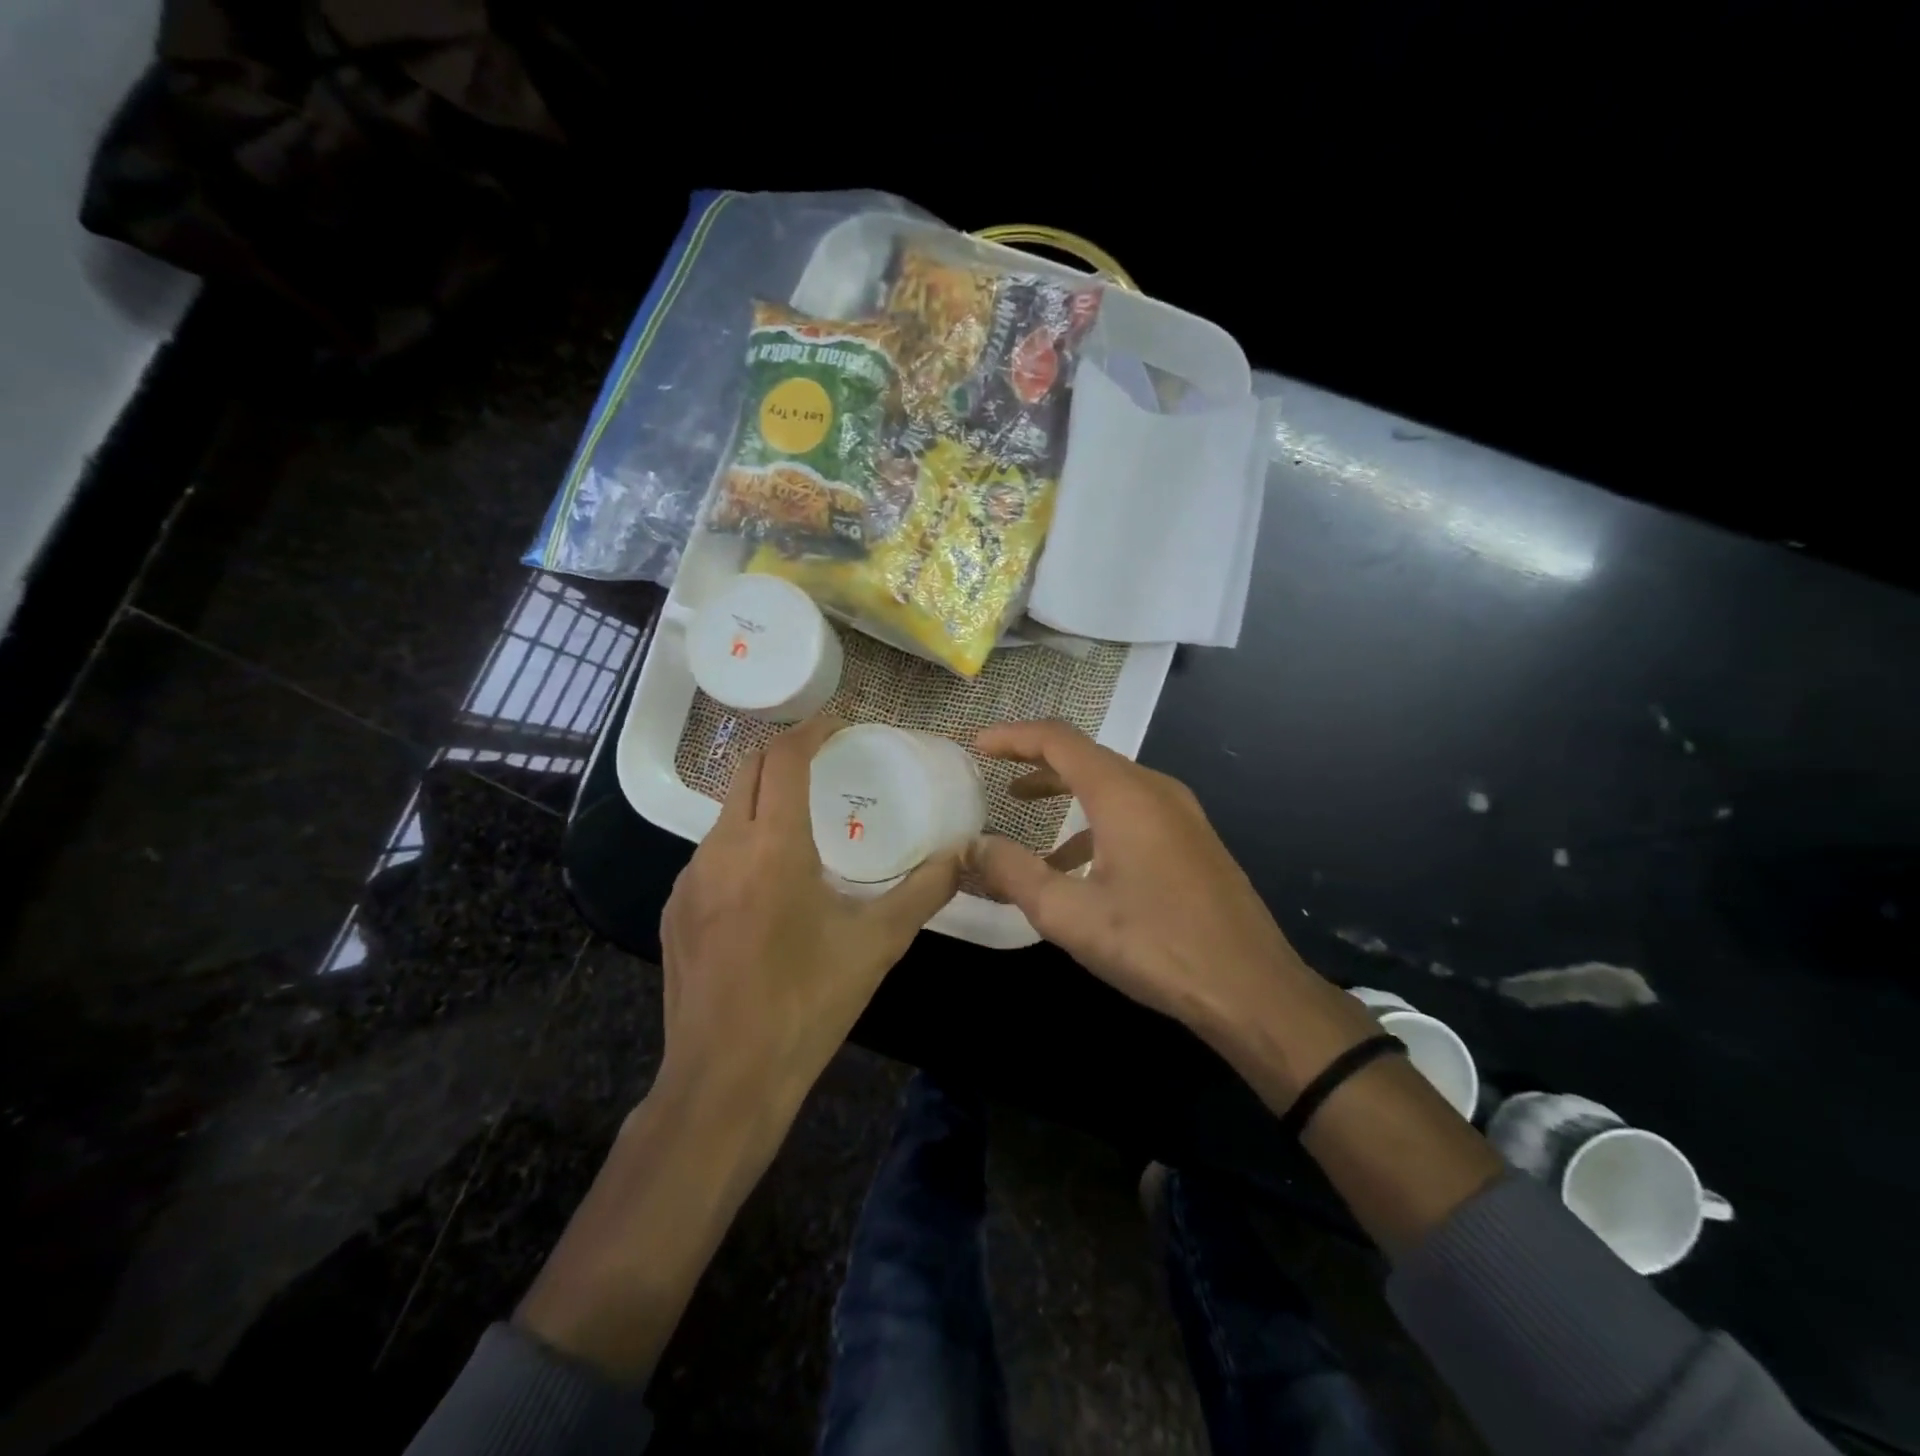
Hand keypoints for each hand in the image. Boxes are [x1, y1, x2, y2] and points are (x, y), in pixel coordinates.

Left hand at [659, 715, 961, 1110]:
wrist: (726, 1080)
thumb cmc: (808, 1004)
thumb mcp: (877, 944)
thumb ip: (924, 891)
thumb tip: (962, 855)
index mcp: (771, 847)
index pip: (783, 759)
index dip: (810, 730)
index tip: (838, 724)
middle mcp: (721, 849)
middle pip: (747, 771)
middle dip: (784, 753)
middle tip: (824, 760)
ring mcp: (689, 879)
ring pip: (726, 812)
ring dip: (763, 798)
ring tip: (803, 819)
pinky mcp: (675, 909)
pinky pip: (711, 853)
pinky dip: (743, 840)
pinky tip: (768, 881)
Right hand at [969, 720, 1376, 1098]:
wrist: (1253, 990)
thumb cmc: (1156, 945)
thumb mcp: (1070, 914)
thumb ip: (1014, 874)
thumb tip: (973, 847)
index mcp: (1124, 793)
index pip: (1058, 740)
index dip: (1013, 736)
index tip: (976, 746)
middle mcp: (1155, 789)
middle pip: (1085, 756)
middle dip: (1035, 761)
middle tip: (993, 774)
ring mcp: (1181, 814)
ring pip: (1110, 784)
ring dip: (1063, 791)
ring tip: (1023, 810)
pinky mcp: (1192, 840)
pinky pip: (1132, 811)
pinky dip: (1093, 821)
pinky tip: (1074, 863)